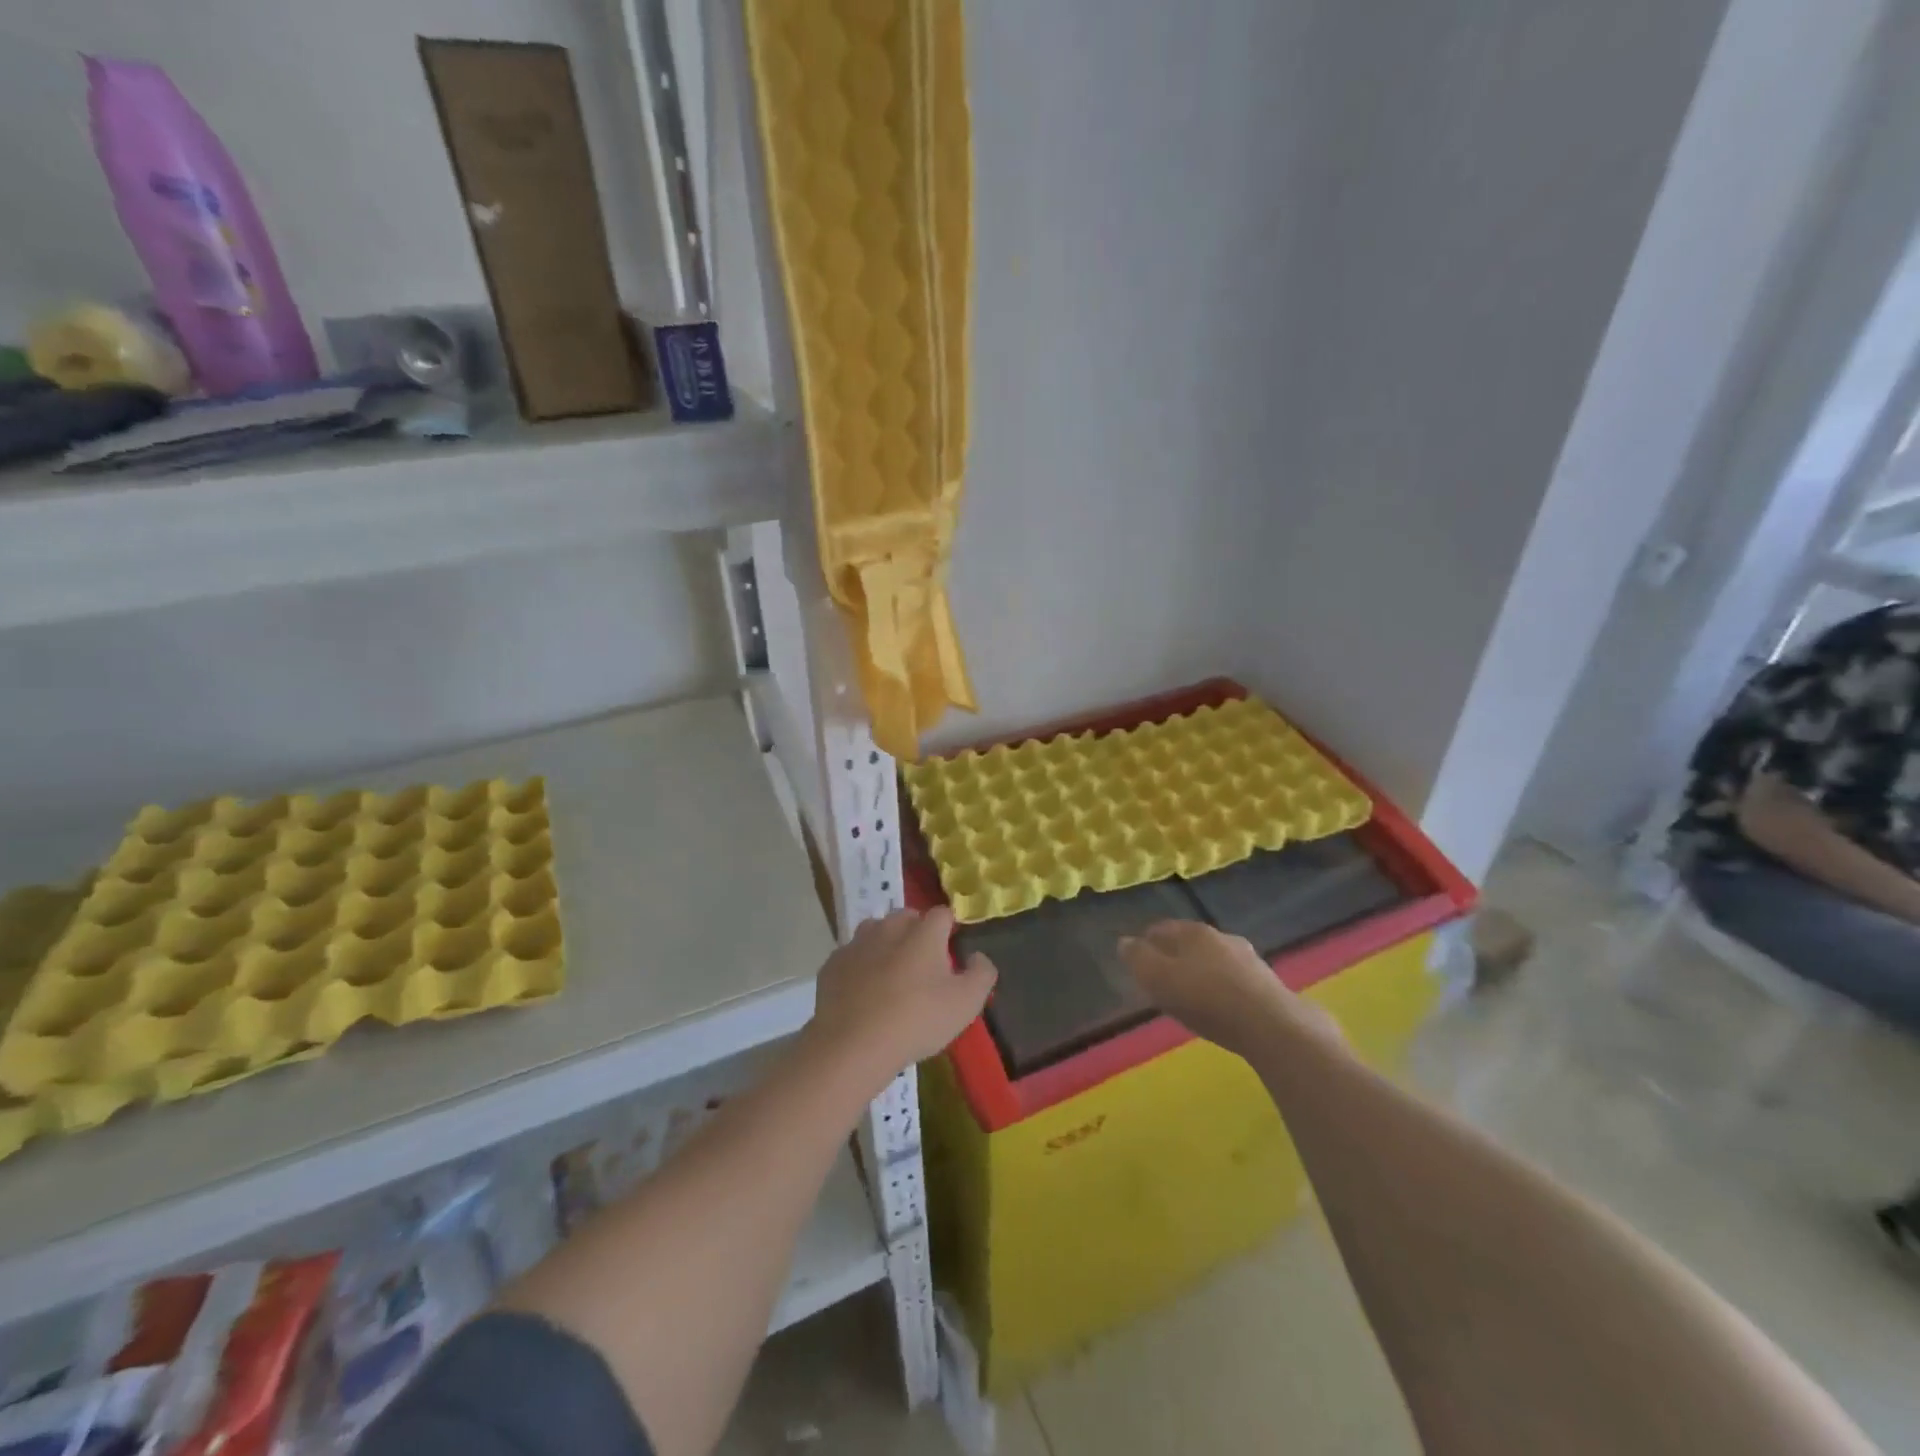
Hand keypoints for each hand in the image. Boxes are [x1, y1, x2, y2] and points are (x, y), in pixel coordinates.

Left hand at [807, 907, 996, 1079]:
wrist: (853, 1045)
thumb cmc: (917, 1020)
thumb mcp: (965, 1004)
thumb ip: (981, 974)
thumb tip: (978, 956)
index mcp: (924, 932)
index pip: (942, 914)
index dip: (949, 928)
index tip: (952, 950)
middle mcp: (889, 927)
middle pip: (906, 917)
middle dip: (916, 931)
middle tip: (923, 964)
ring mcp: (857, 944)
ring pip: (875, 931)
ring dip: (886, 944)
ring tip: (892, 975)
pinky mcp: (832, 964)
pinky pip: (852, 956)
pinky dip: (860, 966)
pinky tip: (863, 992)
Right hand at [1120, 920, 1342, 1058]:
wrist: (1272, 1026)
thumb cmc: (1206, 999)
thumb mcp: (1159, 979)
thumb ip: (1138, 959)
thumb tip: (1124, 942)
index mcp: (1193, 932)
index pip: (1162, 928)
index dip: (1147, 942)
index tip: (1138, 959)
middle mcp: (1222, 937)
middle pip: (1190, 942)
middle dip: (1175, 956)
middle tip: (1162, 978)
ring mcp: (1249, 959)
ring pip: (1214, 960)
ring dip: (1201, 972)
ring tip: (1191, 994)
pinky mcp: (1267, 983)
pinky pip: (1234, 980)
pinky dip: (1222, 988)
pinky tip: (1220, 1006)